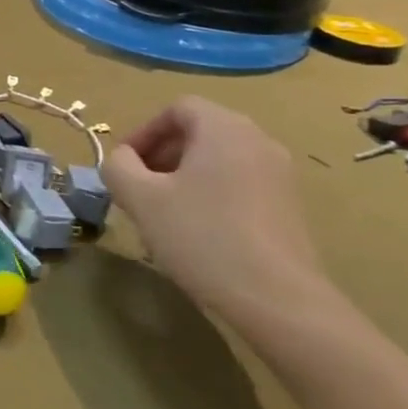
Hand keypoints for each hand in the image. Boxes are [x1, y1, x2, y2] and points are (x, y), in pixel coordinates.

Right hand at [100, 96, 341, 330]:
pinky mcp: (289, 207)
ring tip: (163, 212)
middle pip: (200, 132)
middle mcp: (258, 141)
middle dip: (161, 154)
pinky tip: (197, 232)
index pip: (178, 109)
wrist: (277, 299)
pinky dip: (211, 194)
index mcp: (224, 128)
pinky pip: (239, 184)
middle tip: (138, 188)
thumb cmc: (201, 236)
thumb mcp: (140, 198)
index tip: (125, 165)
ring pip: (219, 160)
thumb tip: (122, 159)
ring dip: (183, 176)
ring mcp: (280, 175)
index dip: (144, 131)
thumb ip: (118, 167)